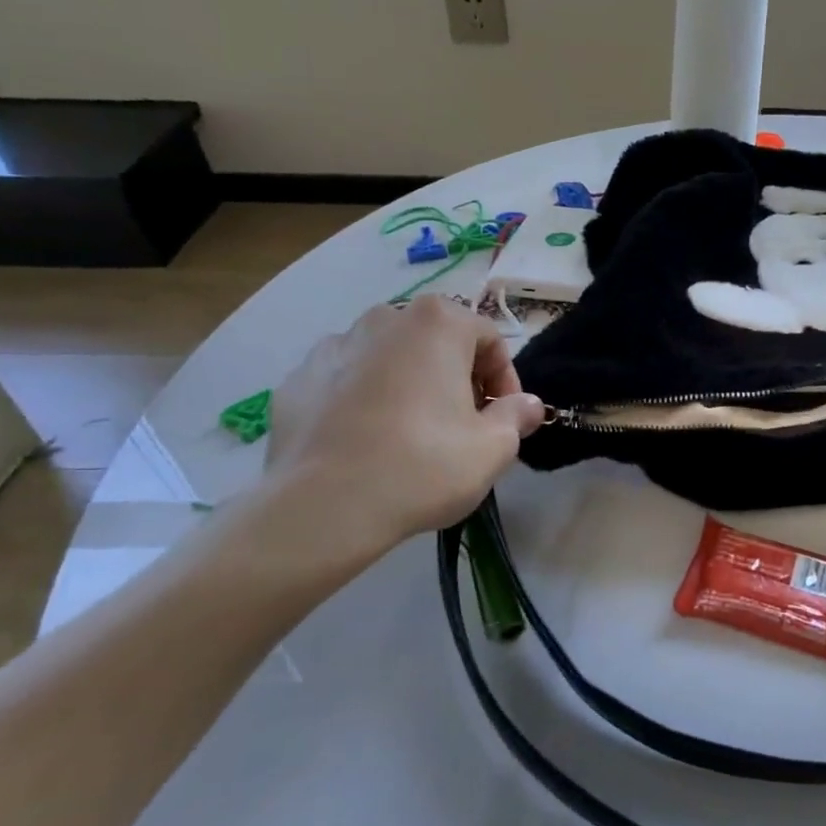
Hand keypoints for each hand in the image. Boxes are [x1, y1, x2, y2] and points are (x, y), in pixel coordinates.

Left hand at [252, 298, 544, 581]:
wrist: (323, 507)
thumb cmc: (424, 465)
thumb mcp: (494, 447)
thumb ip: (518, 416)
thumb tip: (528, 404)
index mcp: (437, 322)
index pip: (489, 339)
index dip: (504, 381)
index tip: (503, 420)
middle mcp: (384, 318)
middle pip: (437, 344)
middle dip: (456, 379)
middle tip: (462, 427)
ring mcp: (334, 346)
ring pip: (389, 360)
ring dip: (409, 386)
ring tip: (410, 436)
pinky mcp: (297, 380)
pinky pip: (346, 382)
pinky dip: (363, 401)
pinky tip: (367, 443)